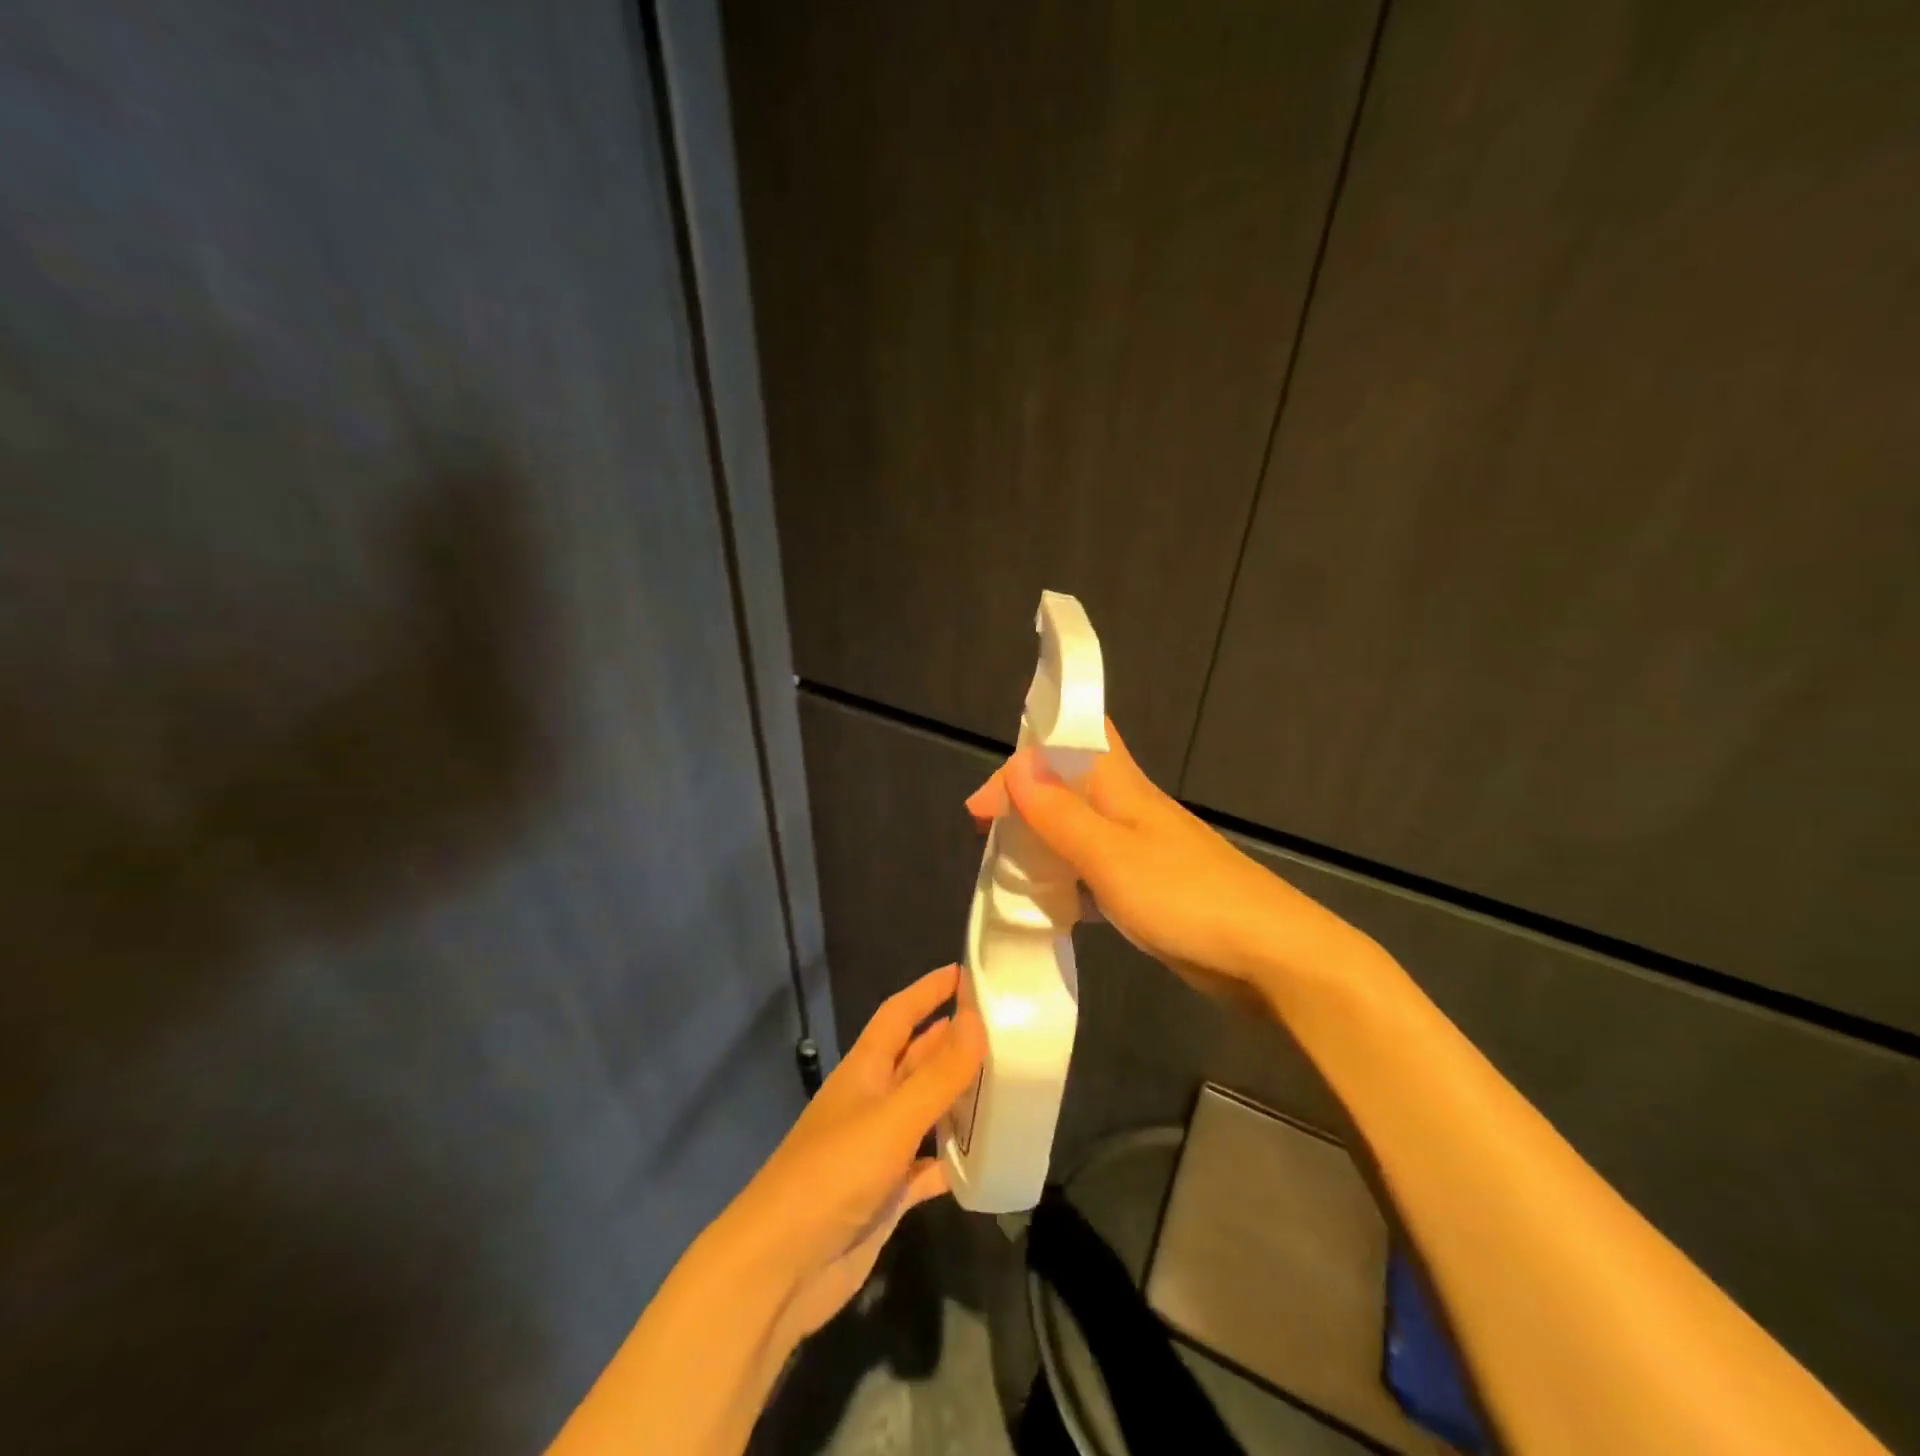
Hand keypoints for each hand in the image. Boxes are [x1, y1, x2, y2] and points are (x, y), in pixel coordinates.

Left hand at [726, 965, 985, 1345]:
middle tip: (1006, 1030)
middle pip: (918, 1059)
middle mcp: (872, 1101)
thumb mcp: (893, 1117)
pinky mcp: (887, 1194)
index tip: (966, 973)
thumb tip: (978, 1020)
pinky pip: (930, 1167)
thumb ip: (939, 1073)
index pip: (899, 1014)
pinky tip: (987, 1159)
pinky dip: (955, 1160)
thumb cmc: (834, 1173)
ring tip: (1009, 1085)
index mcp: (865, 1070)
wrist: (782, 1268)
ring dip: (961, 1098)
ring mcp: (879, 1149)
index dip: (928, 991)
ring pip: (928, 1111)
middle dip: (954, 1041)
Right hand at [965, 721, 1364, 1008]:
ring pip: (1077, 829)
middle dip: (1024, 799)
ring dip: (1041, 839)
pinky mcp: (1147, 888)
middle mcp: (1128, 809)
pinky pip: (1093, 871)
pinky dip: (1065, 879)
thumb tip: (1016, 766)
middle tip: (986, 831)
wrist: (1267, 955)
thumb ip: (1060, 813)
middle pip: (1068, 784)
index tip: (987, 795)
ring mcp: (1139, 850)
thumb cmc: (1185, 896)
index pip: (1076, 737)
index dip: (1030, 748)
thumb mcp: (1110, 854)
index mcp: (1121, 787)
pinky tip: (1048, 902)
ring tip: (1006, 866)